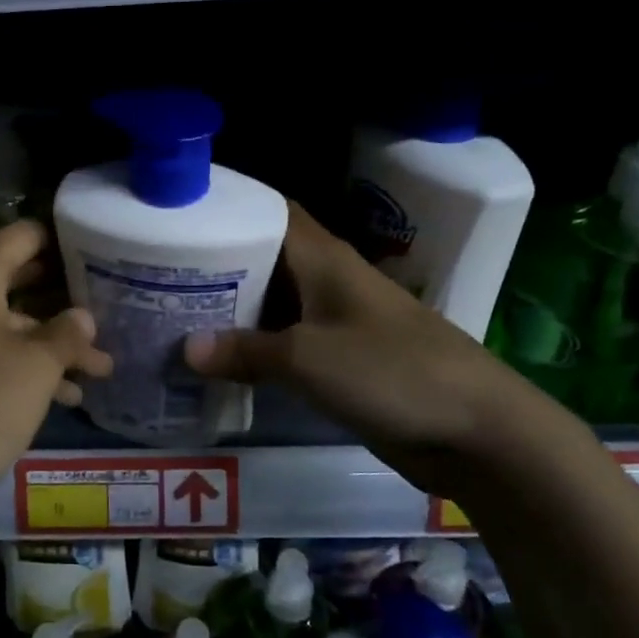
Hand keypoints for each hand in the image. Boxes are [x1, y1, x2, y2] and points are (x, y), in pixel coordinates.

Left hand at [0, 221, 113, 519]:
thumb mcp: (36, 367)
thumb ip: (67, 333)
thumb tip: (82, 316)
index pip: (24, 236)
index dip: (64, 240)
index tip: (102, 252)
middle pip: (19, 280)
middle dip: (65, 300)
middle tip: (110, 307)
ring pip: (10, 324)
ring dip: (53, 344)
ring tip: (101, 369)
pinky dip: (25, 367)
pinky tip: (66, 396)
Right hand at [183, 203, 519, 460]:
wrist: (479, 431)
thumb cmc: (393, 373)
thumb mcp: (308, 359)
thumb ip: (245, 351)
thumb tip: (185, 350)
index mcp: (323, 259)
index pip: (269, 211)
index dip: (226, 206)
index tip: (176, 215)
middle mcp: (327, 280)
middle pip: (263, 256)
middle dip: (216, 262)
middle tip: (159, 271)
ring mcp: (336, 320)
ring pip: (272, 301)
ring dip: (231, 307)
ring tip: (173, 312)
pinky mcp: (342, 358)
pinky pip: (286, 341)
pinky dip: (254, 345)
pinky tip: (219, 359)